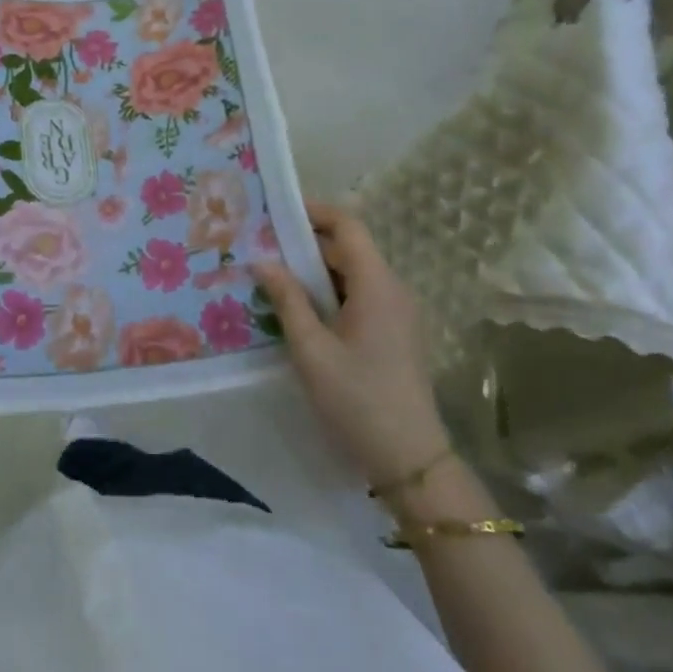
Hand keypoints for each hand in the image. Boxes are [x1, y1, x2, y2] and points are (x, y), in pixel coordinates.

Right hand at [254, 202, 450, 489]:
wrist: (410, 460)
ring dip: (315, 270)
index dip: (314, 212)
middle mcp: (393, 290)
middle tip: (262, 246)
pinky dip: (329, 292)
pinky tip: (299, 309)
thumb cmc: (357, 399)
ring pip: (353, 274)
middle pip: (349, 248)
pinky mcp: (395, 333)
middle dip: (306, 242)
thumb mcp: (311, 349)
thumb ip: (287, 299)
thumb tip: (262, 261)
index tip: (276, 211)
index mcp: (377, 285)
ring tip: (273, 276)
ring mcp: (398, 313)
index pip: (348, 226)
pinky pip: (360, 296)